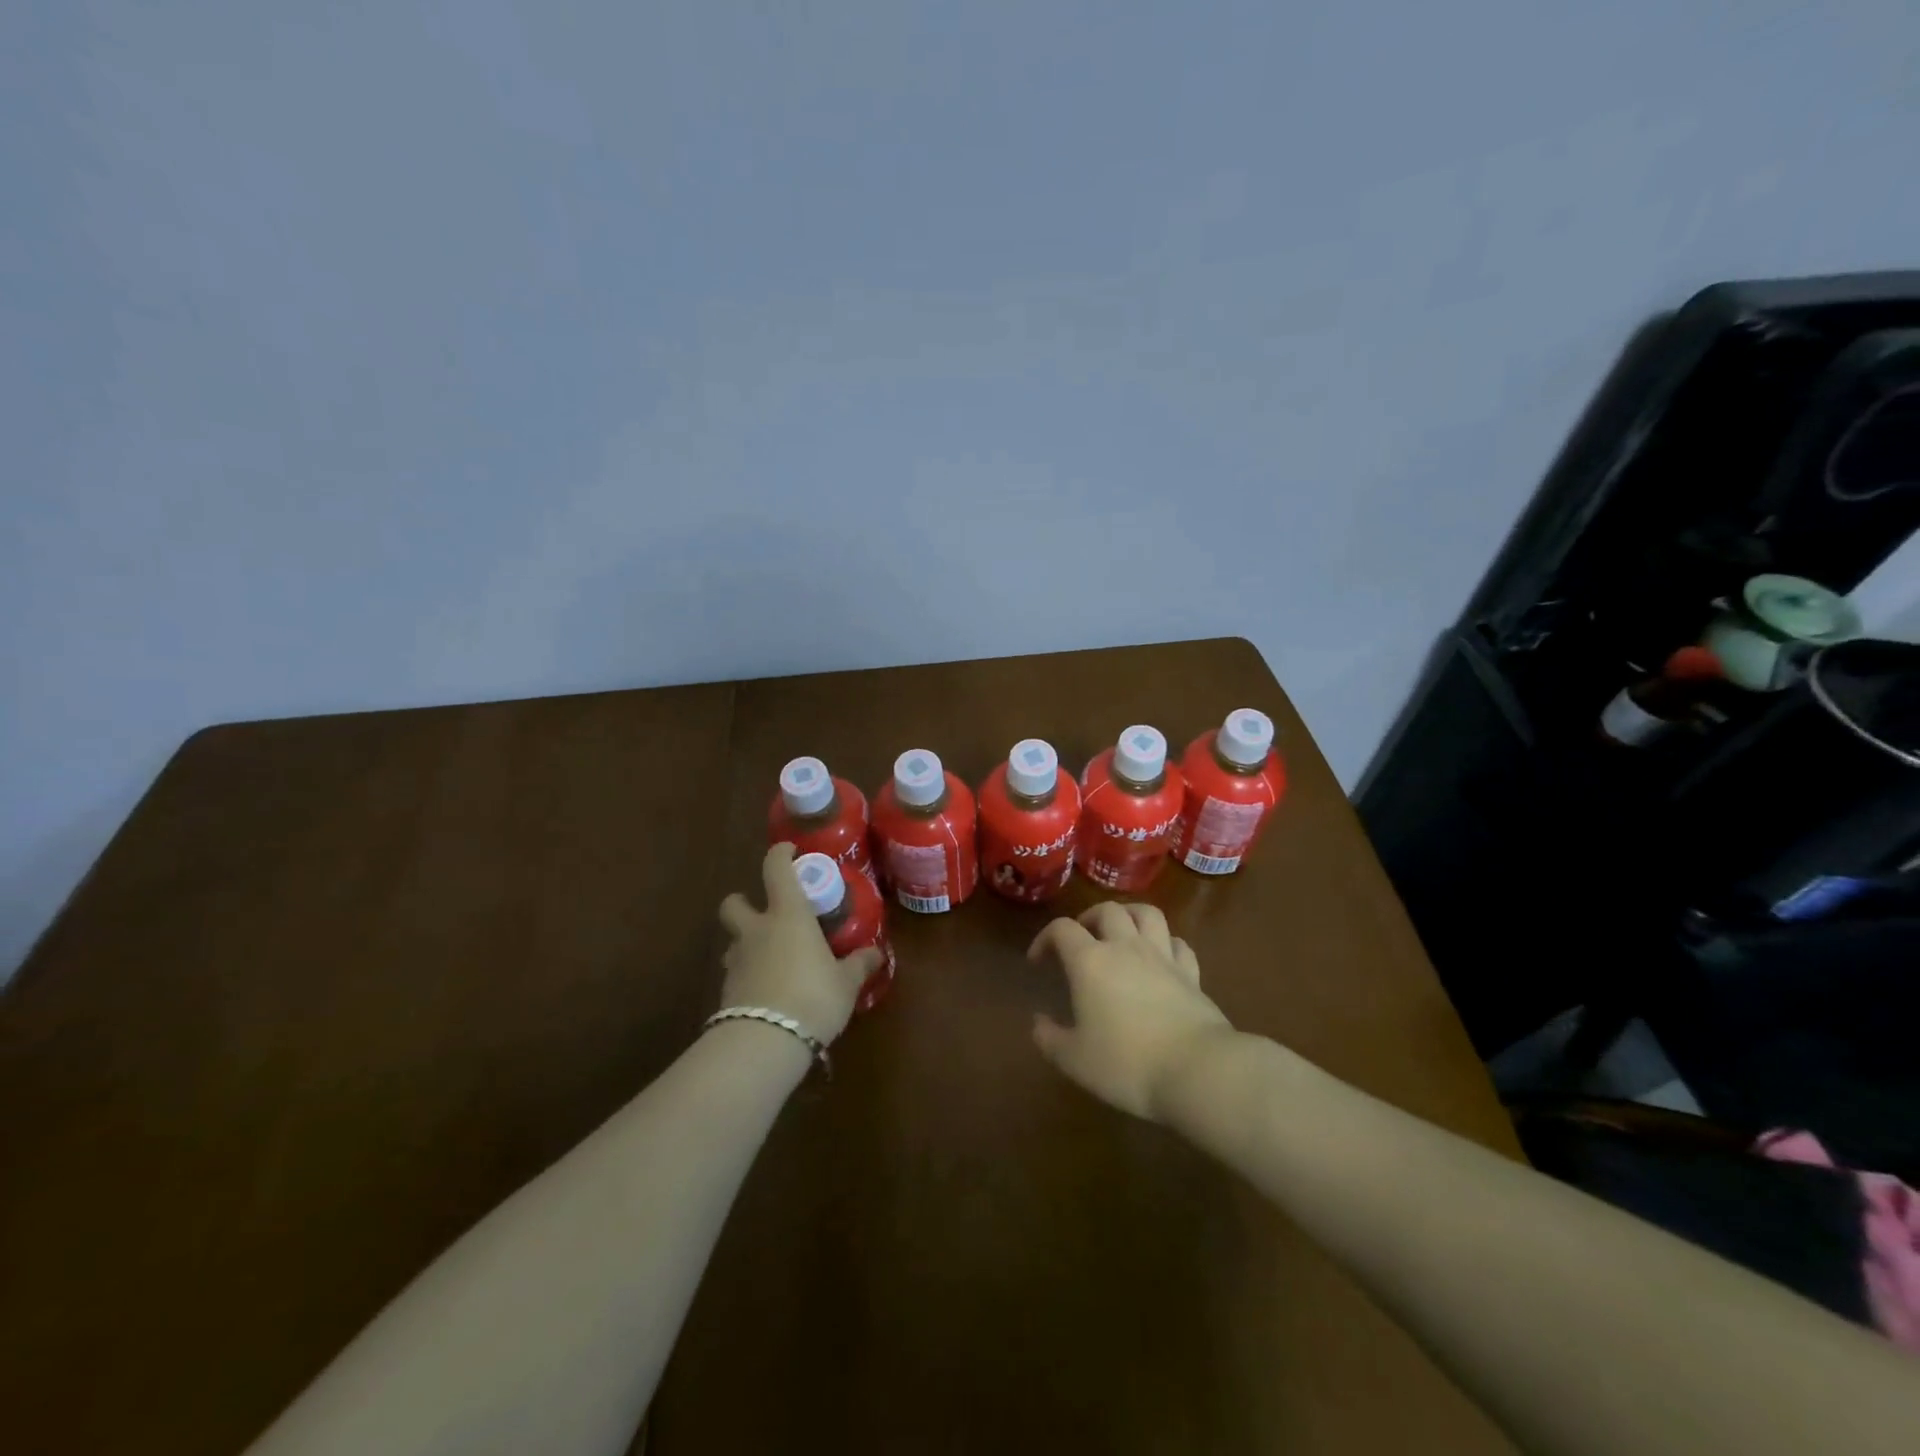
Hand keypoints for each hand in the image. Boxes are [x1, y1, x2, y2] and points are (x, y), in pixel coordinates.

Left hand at [717, 844, 880, 1042]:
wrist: (764, 1043)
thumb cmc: (812, 997)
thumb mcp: (846, 982)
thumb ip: (859, 964)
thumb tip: (876, 953)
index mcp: (788, 915)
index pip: (776, 869)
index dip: (780, 854)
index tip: (790, 851)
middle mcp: (757, 930)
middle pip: (735, 903)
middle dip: (743, 902)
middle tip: (765, 912)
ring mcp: (737, 960)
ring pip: (733, 940)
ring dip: (746, 943)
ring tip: (771, 957)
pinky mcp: (727, 991)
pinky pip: (737, 972)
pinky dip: (749, 975)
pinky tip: (768, 991)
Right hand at [1028, 902, 1233, 1120]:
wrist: (1197, 1071)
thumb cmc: (1127, 1064)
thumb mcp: (1074, 1060)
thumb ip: (1049, 1038)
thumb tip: (1039, 1021)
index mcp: (1090, 961)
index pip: (1062, 929)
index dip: (1045, 938)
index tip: (1038, 961)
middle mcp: (1126, 947)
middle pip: (1107, 910)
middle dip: (1089, 918)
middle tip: (1082, 939)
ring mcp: (1163, 956)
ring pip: (1147, 913)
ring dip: (1130, 915)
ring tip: (1121, 933)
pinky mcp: (1191, 973)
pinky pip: (1178, 943)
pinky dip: (1165, 943)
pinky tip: (1160, 957)